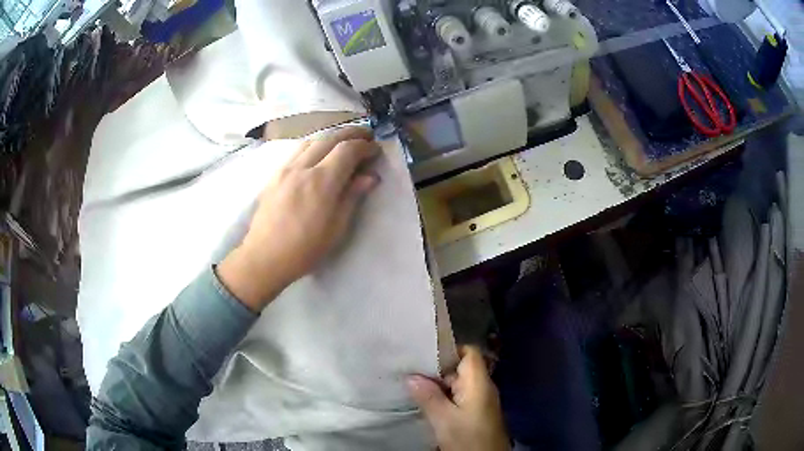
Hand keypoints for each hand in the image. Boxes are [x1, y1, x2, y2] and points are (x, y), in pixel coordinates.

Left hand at [217, 127, 378, 310]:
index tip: (376, 150)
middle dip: (351, 134)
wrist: (265, 257)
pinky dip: (314, 145)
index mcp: (321, 181)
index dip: (365, 146)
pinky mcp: (275, 175)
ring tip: (343, 143)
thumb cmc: (305, 249)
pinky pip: (297, 151)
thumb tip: (370, 176)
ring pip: (311, 141)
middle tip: (366, 136)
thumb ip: (353, 196)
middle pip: (330, 138)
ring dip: (331, 137)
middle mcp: (303, 167)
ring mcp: (285, 169)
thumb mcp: (337, 227)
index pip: (347, 150)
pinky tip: (318, 154)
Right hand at [407, 347, 509, 450]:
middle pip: (461, 368)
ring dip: (439, 386)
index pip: (469, 352)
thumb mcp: (444, 419)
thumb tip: (411, 376)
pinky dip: (444, 397)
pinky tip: (427, 403)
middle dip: (437, 370)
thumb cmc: (468, 438)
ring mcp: (481, 401)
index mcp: (479, 383)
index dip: (449, 349)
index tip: (424, 354)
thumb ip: (428, 396)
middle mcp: (483, 388)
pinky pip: (459, 397)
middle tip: (412, 373)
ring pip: (458, 384)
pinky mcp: (477, 413)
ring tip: (414, 387)